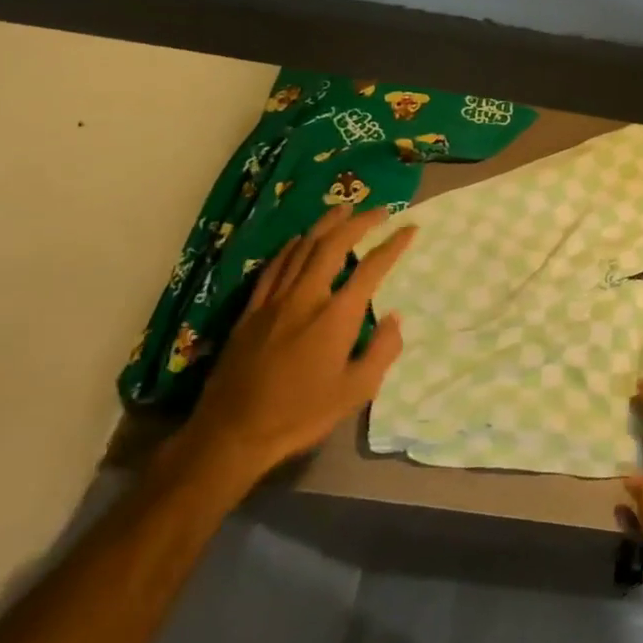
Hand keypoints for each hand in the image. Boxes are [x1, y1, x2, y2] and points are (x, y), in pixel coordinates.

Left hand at [173, 205, 415, 490]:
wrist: (233, 433)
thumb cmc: (301, 414)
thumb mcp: (357, 391)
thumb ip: (382, 350)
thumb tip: (394, 318)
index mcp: (336, 316)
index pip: (372, 268)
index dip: (394, 244)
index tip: (410, 228)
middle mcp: (306, 297)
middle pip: (333, 245)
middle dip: (360, 222)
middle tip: (379, 210)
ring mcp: (275, 301)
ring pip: (302, 248)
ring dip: (326, 225)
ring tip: (343, 210)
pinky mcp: (251, 311)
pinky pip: (274, 267)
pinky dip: (292, 248)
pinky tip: (299, 241)